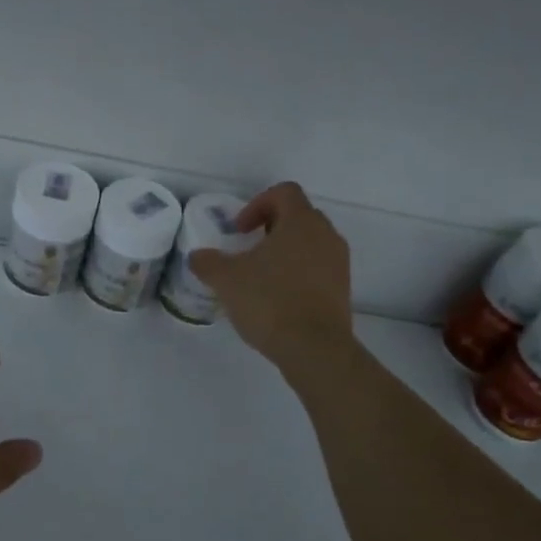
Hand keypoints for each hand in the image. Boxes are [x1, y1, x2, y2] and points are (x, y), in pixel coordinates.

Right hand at [188, 182, 352, 369]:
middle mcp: (326, 236)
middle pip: (299, 216)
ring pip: (310, 244)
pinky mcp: (343, 290)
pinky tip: (277, 298)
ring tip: (261, 276)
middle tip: (249, 248)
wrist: (315, 349)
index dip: (258, 203)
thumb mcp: (226, 279)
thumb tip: (198, 256)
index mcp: (301, 222)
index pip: (284, 192)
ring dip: (286, 251)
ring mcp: (339, 263)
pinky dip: (298, 273)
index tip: (240, 229)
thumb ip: (208, 262)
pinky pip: (318, 268)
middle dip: (272, 227)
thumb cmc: (270, 301)